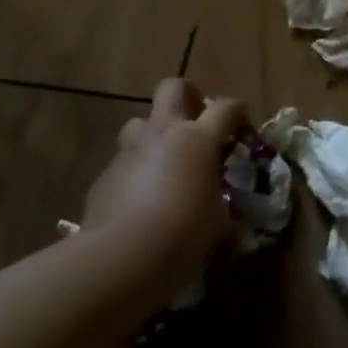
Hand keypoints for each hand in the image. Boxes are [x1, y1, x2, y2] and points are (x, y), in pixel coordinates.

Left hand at [80, 78, 244, 296]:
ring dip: (154, 134)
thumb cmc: (183, 235)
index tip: (242, 127)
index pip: (226, 107)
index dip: (238, 112)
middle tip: (196, 122)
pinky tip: (139, 201)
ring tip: (164, 162)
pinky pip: (124, 162)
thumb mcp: (219, 225)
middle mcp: (163, 133)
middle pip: (173, 88)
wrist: (120, 259)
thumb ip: (224, 210)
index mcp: (198, 139)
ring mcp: (130, 151)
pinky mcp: (104, 176)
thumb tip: (229, 220)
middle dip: (187, 96)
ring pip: (140, 122)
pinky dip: (135, 172)